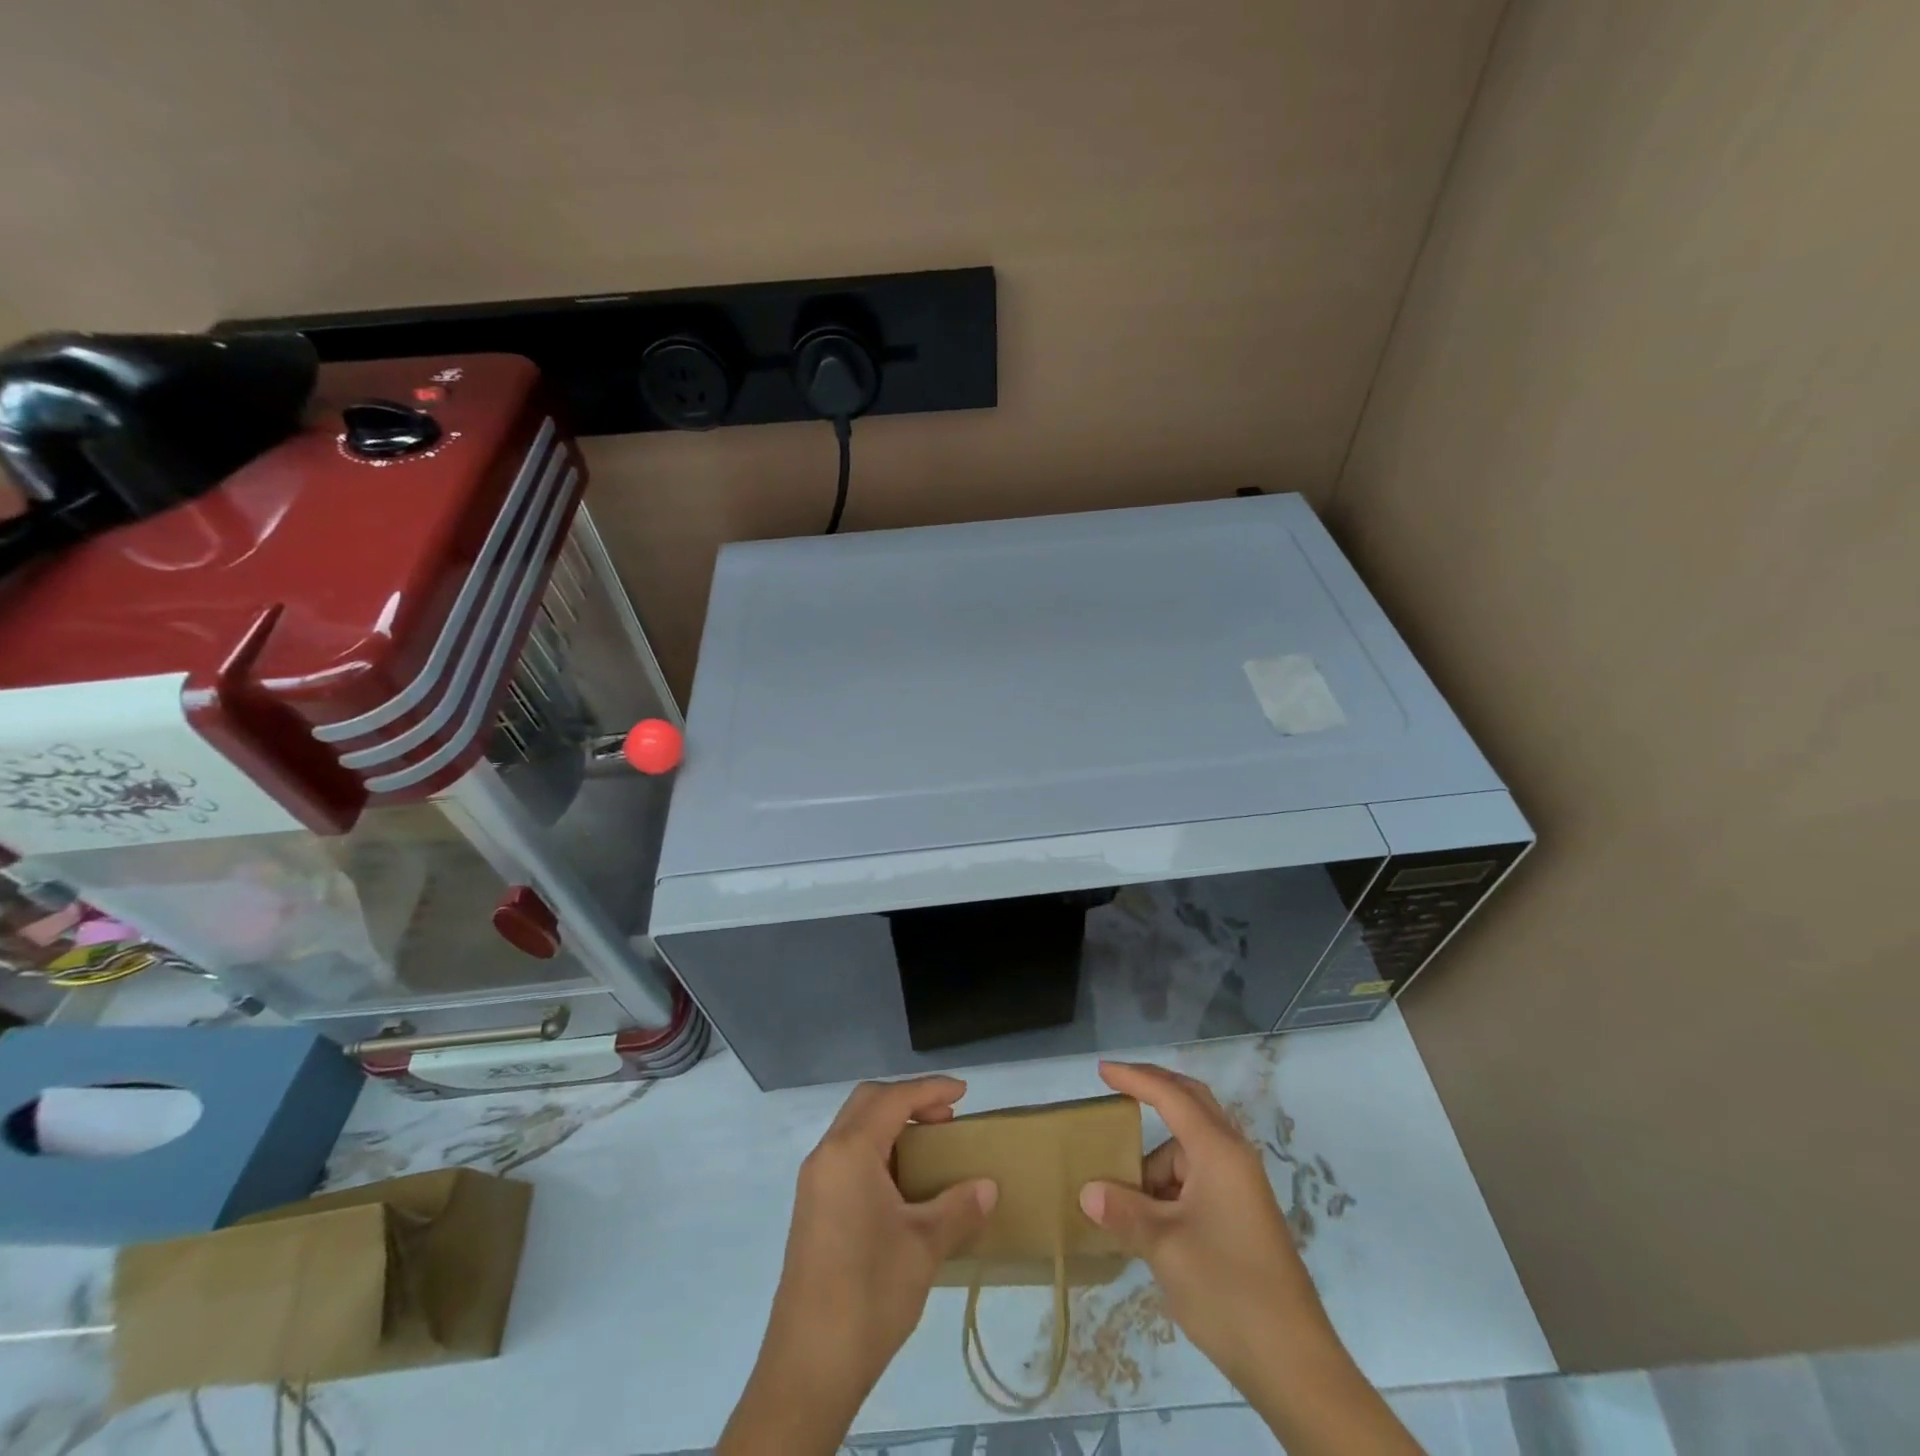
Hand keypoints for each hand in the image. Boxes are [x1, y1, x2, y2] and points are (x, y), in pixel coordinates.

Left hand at [720, 1077, 996, 1454]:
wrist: (808, 1367)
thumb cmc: (869, 1293)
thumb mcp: (924, 1246)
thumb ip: (958, 1207)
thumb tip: (989, 1187)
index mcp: (850, 1152)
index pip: (893, 1098)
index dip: (930, 1090)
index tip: (964, 1093)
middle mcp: (826, 1156)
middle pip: (867, 1102)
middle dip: (908, 1100)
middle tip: (946, 1120)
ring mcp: (814, 1184)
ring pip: (853, 1129)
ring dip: (890, 1125)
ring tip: (929, 1149)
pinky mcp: (811, 1210)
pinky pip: (846, 1156)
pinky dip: (876, 1150)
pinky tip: (901, 1185)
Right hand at [1078, 1061, 1326, 1386]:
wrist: (1295, 1365)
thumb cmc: (1227, 1290)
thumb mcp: (1164, 1247)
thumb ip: (1124, 1211)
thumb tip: (1088, 1191)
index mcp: (1218, 1152)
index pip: (1171, 1096)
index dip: (1135, 1078)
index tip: (1101, 1070)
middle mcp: (1233, 1158)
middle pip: (1191, 1105)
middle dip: (1154, 1092)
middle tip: (1115, 1088)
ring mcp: (1241, 1187)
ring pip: (1189, 1151)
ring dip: (1156, 1163)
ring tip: (1121, 1197)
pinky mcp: (1242, 1215)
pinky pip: (1197, 1179)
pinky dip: (1169, 1187)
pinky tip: (1148, 1219)